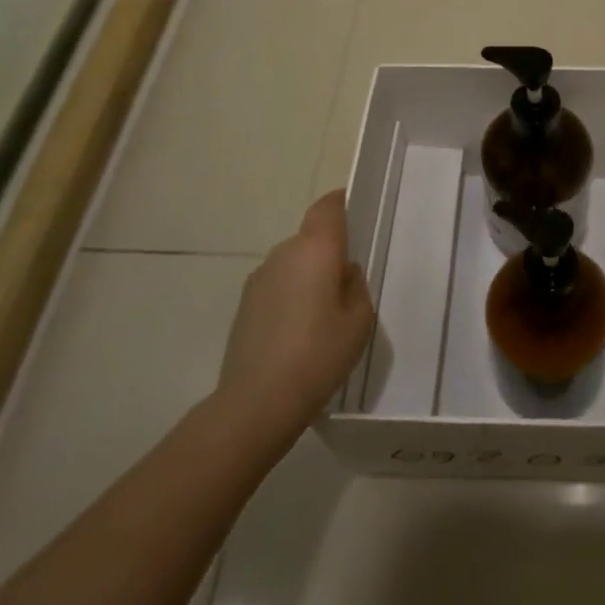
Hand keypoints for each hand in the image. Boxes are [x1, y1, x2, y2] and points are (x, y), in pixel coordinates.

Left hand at [216, 190, 373, 443]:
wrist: (257, 401)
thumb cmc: (319, 354)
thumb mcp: (359, 319)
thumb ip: (355, 285)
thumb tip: (342, 272)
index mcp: (316, 248)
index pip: (328, 206)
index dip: (341, 203)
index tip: (356, 213)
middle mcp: (284, 253)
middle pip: (311, 237)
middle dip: (329, 252)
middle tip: (348, 283)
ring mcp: (259, 278)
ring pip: (293, 263)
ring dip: (308, 277)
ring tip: (323, 315)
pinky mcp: (245, 304)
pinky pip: (277, 286)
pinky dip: (291, 297)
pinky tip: (299, 333)